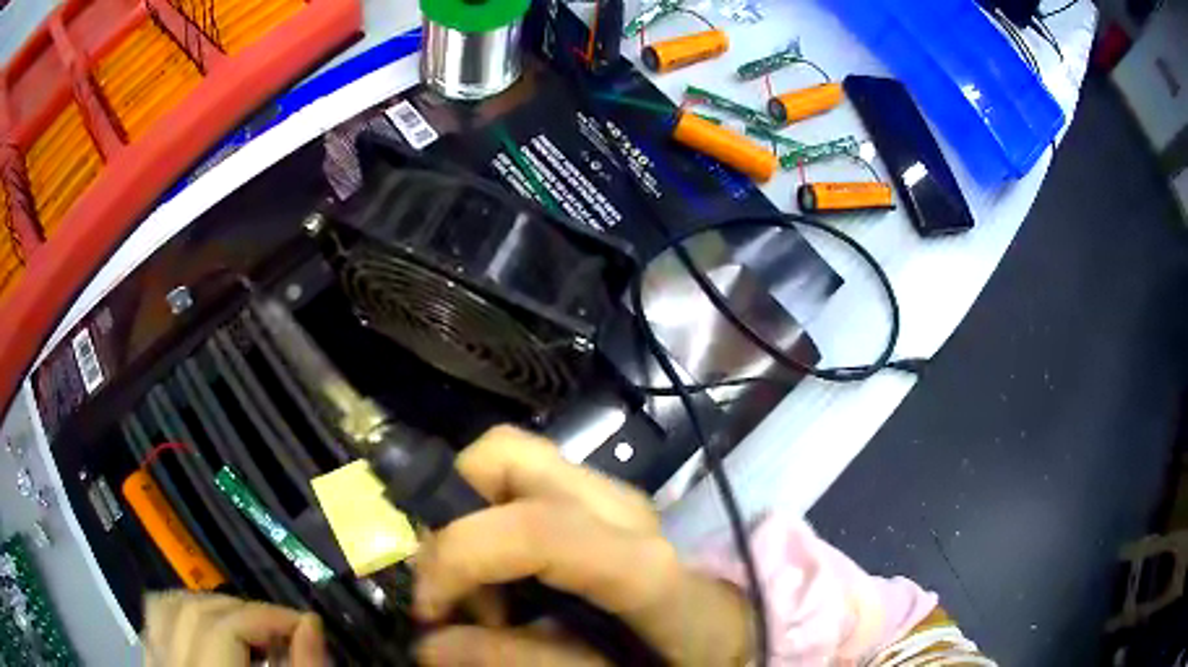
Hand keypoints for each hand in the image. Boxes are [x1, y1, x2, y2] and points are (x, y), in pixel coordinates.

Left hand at [143, 591, 326, 665]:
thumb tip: (309, 624)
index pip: (228, 630)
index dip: (268, 617)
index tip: (302, 623)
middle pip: (196, 613)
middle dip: (242, 610)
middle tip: (278, 628)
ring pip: (165, 609)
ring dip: (206, 606)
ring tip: (242, 624)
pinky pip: (154, 624)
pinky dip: (180, 615)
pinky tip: (206, 630)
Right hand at [413, 426, 752, 665]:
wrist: (724, 628)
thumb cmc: (680, 658)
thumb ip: (522, 661)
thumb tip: (428, 645)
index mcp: (638, 563)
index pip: (536, 530)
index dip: (459, 558)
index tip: (429, 609)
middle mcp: (620, 507)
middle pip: (504, 454)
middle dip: (449, 511)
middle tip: (455, 585)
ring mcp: (609, 491)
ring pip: (506, 460)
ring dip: (469, 519)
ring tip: (487, 594)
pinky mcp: (597, 495)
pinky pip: (523, 483)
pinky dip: (491, 520)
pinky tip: (511, 579)